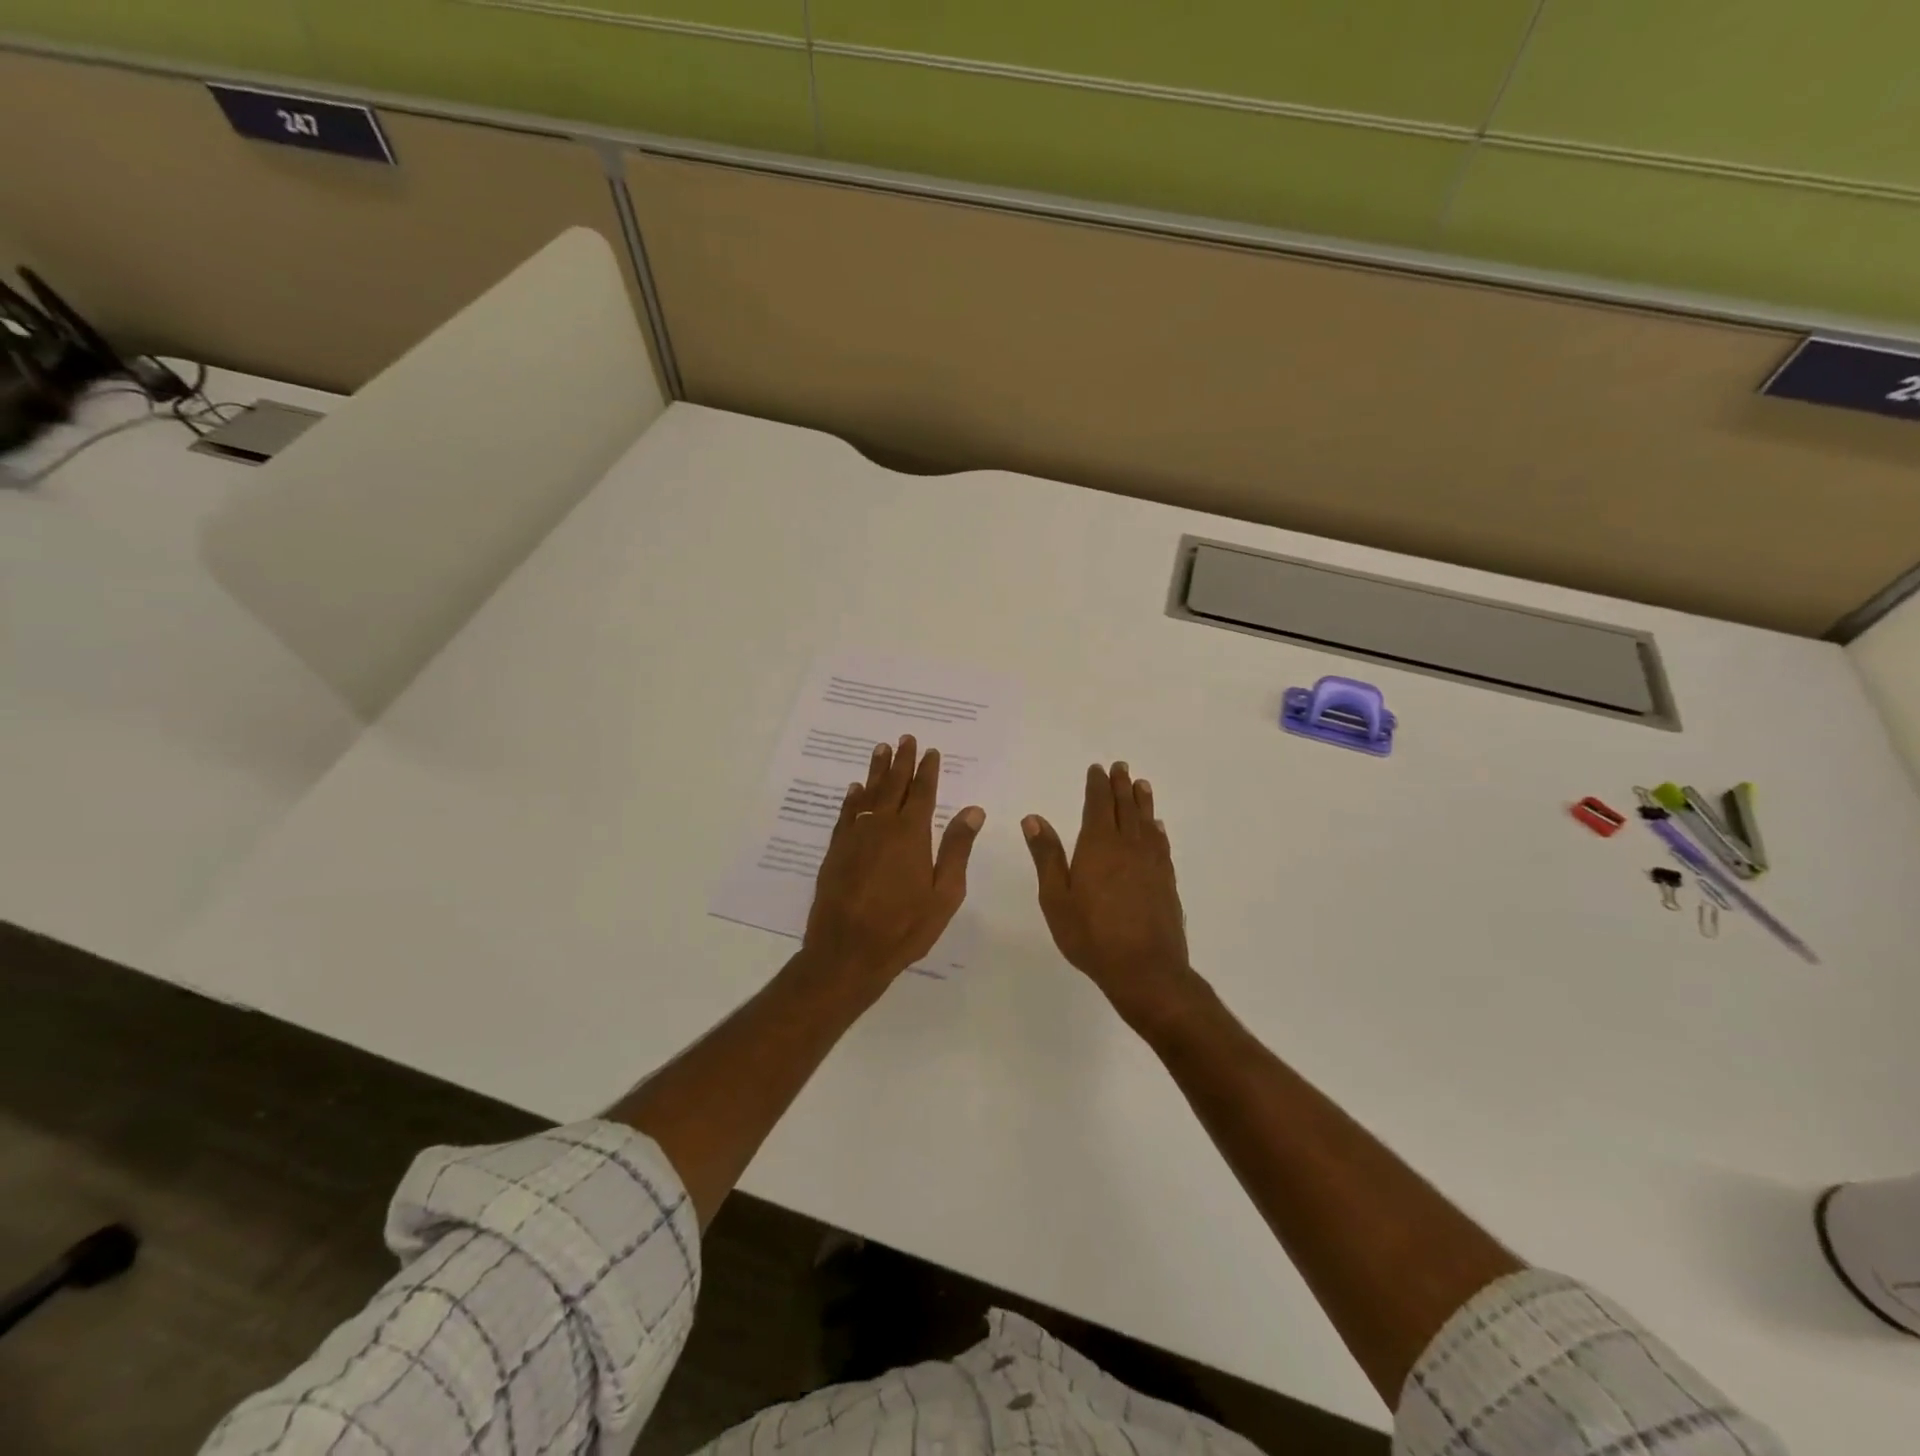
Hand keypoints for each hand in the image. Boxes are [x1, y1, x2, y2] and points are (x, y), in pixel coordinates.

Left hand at [805, 734, 984, 986]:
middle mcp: (882, 826)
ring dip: (876, 771)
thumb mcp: (944, 893)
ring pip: (868, 794)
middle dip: (901, 761)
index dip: (927, 770)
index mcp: (911, 835)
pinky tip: (856, 789)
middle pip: (893, 785)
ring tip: (881, 749)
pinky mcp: (836, 851)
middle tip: (905, 738)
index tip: (930, 751)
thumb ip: (957, 848)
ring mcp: (855, 837)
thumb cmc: (904, 927)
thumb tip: (972, 810)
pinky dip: (853, 798)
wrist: (847, 952)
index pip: (922, 793)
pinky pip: (847, 814)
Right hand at [1023, 762, 1193, 1023]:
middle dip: (1121, 785)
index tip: (1098, 769)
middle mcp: (1128, 846)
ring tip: (1141, 784)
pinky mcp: (1166, 880)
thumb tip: (1033, 818)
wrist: (1144, 969)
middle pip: (1125, 808)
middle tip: (1121, 767)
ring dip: (1142, 801)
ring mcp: (1151, 863)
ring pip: (1146, 822)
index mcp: (1098, 846)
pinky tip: (1157, 827)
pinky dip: (1157, 829)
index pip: (1098, 805)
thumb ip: (1047, 856)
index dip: (1097, 785)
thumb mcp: (1056, 898)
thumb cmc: (1091, 935)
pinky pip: (1161, 844)